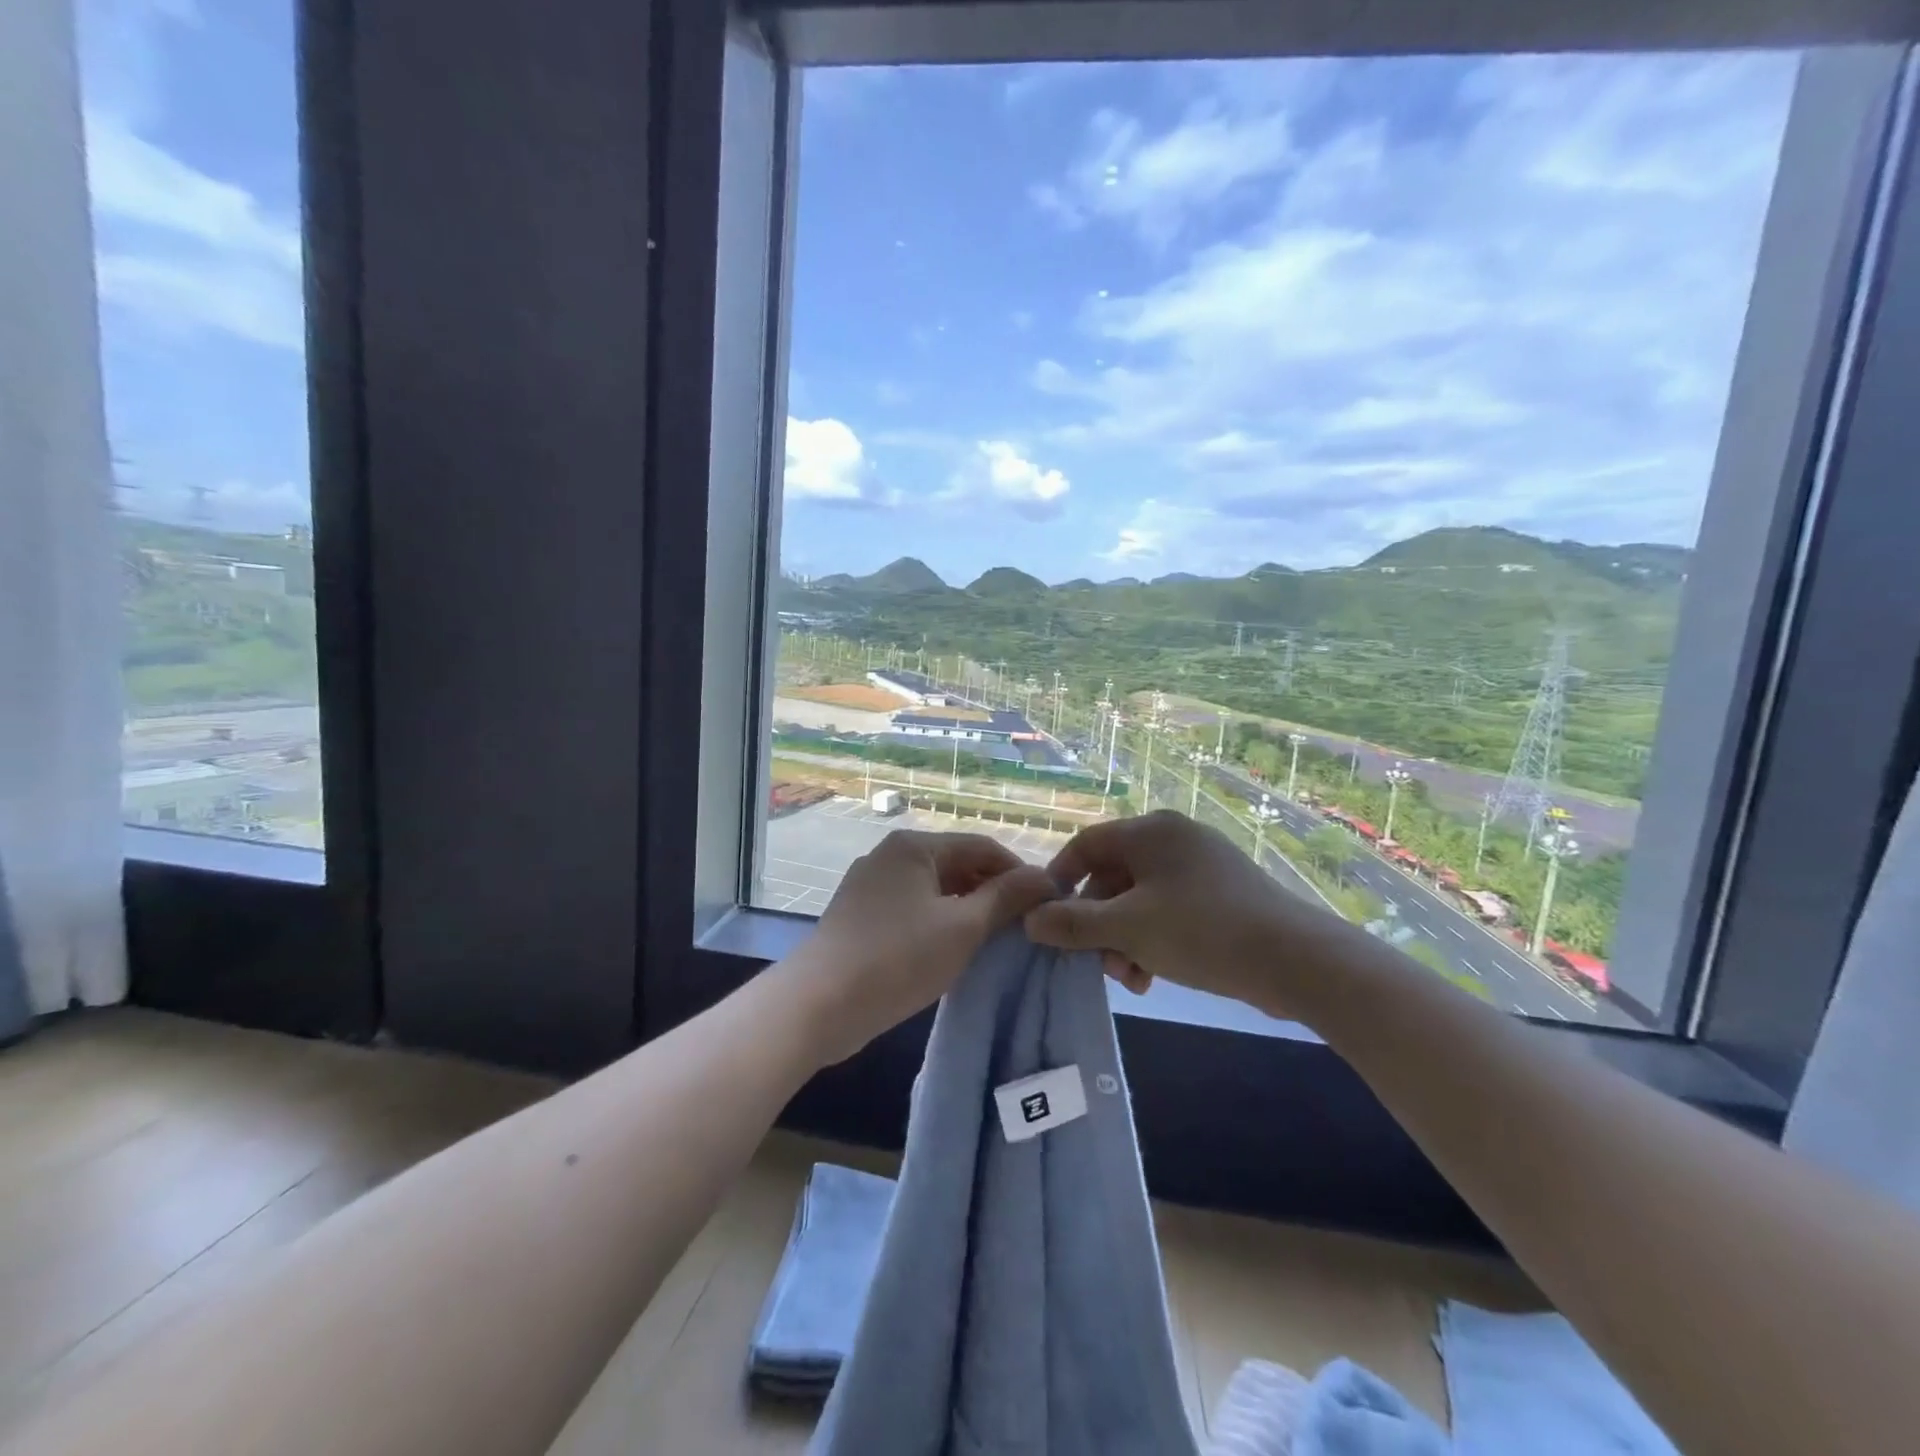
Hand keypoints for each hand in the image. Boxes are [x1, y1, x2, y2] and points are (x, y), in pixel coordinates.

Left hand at [785, 830, 1057, 1065]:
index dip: (1019, 872)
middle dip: (992, 893)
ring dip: (967, 910)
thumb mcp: (963, 928)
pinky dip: (938, 923)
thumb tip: (1046, 877)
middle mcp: (890, 855)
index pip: (982, 846)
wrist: (818, 1004)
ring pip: (934, 890)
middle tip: (1024, 928)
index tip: (1046, 905)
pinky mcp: (860, 916)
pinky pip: (912, 909)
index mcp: (914, 846)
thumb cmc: (898, 957)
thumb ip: (1005, 898)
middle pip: (957, 865)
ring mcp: (870, 885)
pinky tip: (953, 951)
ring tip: (995, 942)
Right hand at [1024, 810, 1344, 1009]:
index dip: (1059, 881)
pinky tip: (1153, 976)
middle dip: (1098, 924)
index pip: (1086, 845)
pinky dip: (1153, 939)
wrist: (1296, 959)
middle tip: (1097, 964)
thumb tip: (1030, 920)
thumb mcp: (1127, 930)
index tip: (1046, 919)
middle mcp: (1174, 838)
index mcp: (1150, 831)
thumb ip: (1073, 924)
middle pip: (1113, 876)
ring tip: (1129, 979)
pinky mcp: (1223, 893)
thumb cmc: (1200, 931)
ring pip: (1140, 898)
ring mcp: (1202, 865)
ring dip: (1124, 939)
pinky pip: (1170, 909)